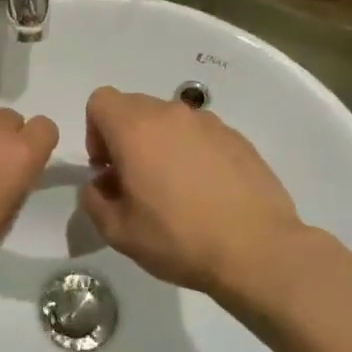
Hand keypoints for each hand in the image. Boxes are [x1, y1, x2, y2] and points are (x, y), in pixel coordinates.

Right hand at [77, 87, 309, 306]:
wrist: (257, 250)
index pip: (100, 101)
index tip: (107, 167)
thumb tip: (101, 185)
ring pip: (169, 121)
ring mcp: (209, 124)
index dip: (95, 132)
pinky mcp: (237, 138)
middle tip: (135, 181)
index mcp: (136, 129)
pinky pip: (200, 135)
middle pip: (134, 107)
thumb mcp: (117, 231)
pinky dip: (192, 153)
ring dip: (160, 144)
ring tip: (173, 189)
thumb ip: (94, 200)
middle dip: (125, 137)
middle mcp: (172, 115)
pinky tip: (205, 192)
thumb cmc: (178, 238)